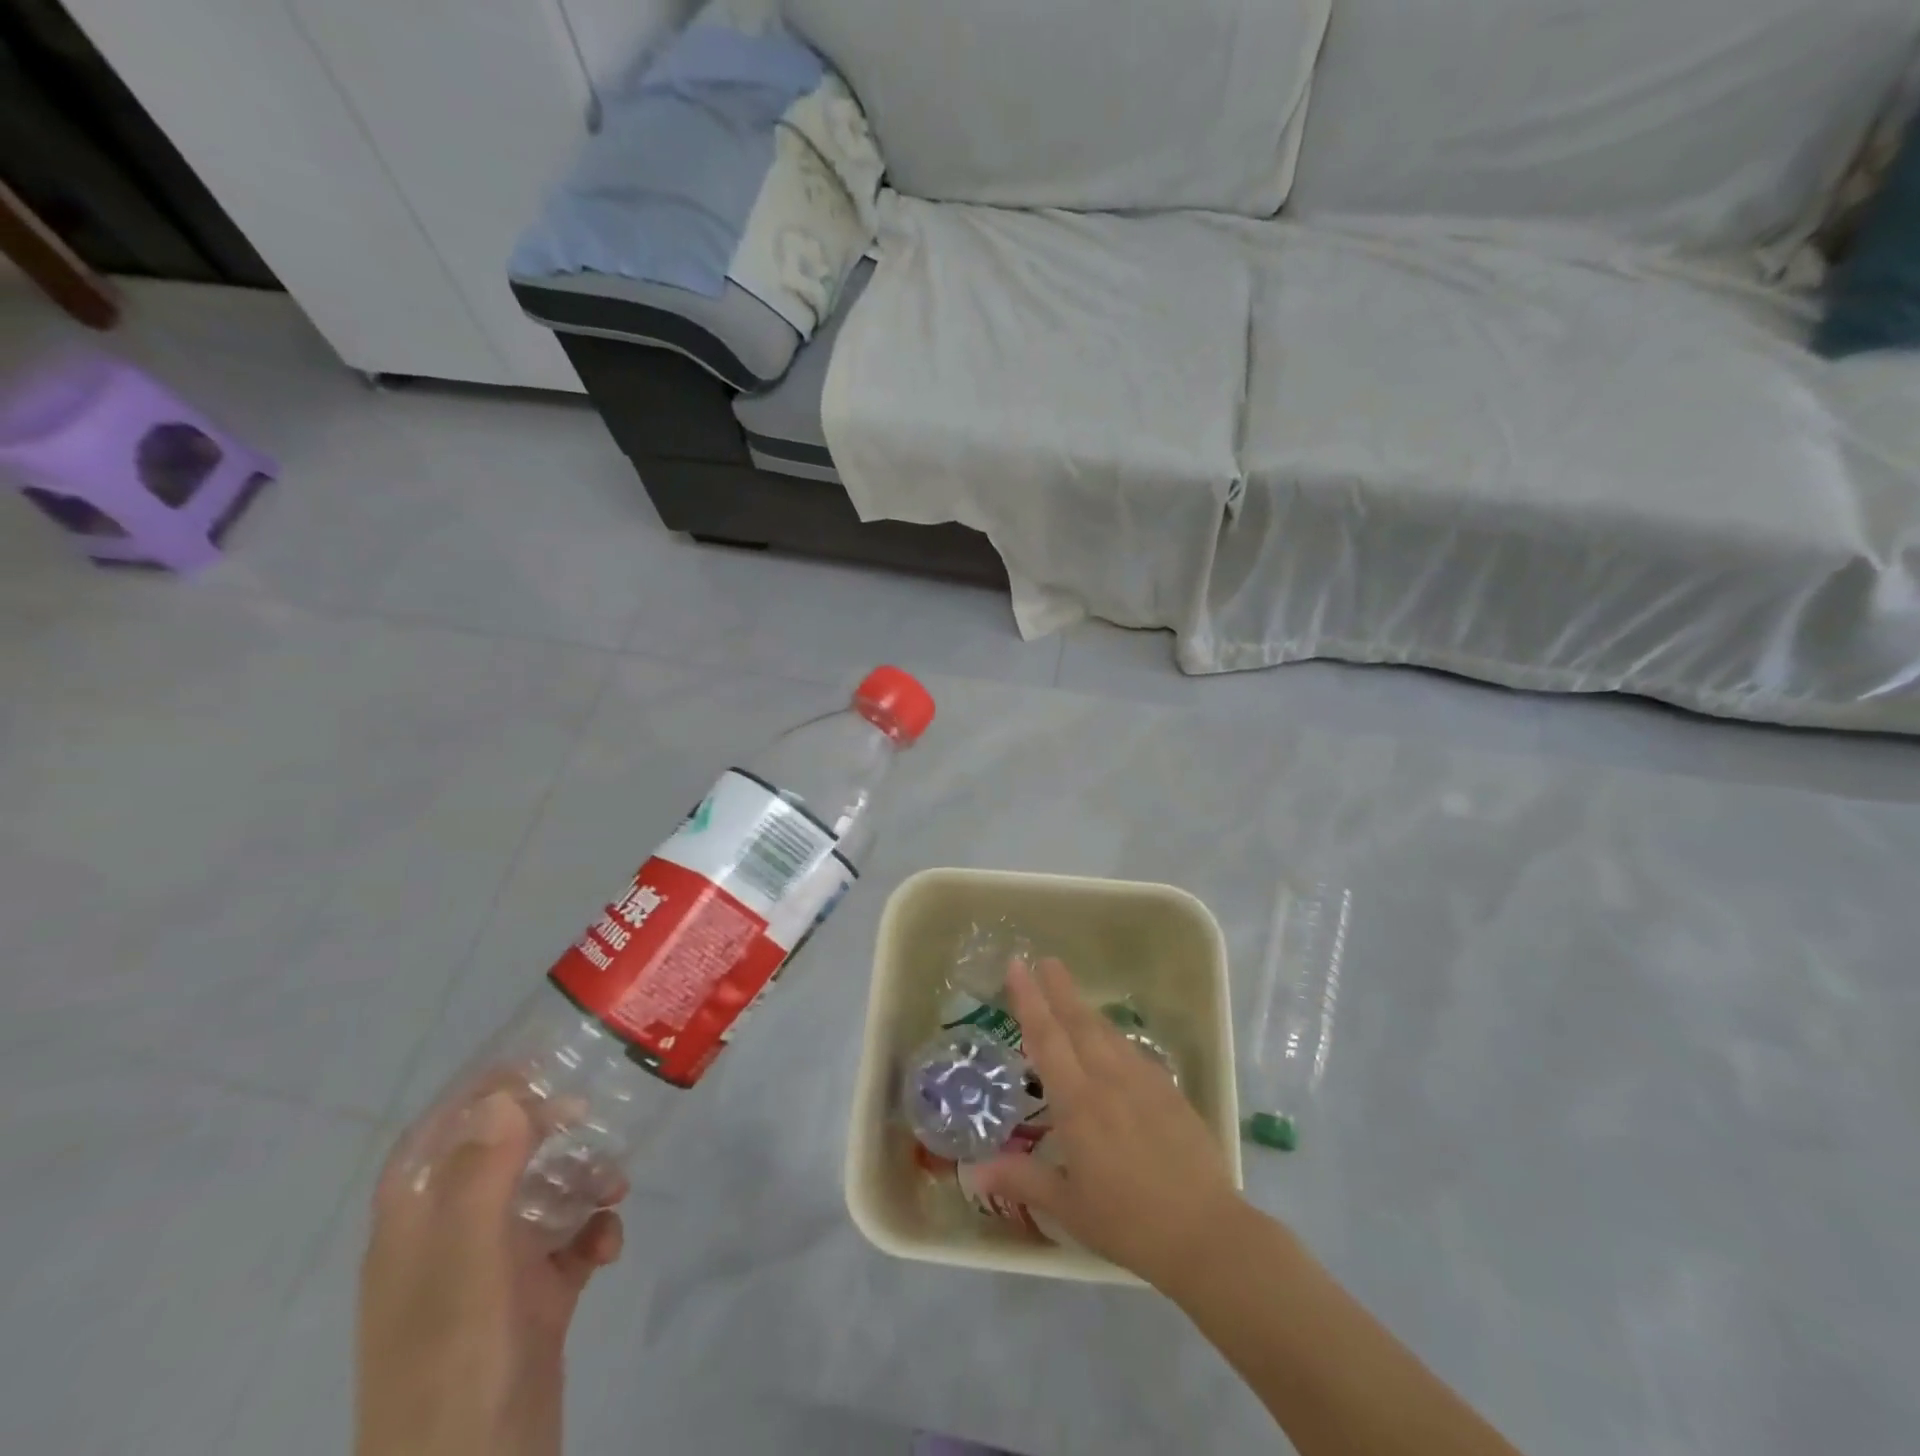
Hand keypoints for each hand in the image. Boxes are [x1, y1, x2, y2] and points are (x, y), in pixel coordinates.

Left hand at [356, 1090, 624, 1455]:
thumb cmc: (457, 1370)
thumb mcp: (468, 1271)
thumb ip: (481, 1181)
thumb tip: (503, 1094)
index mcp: (416, 1235)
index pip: (431, 1143)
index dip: (471, 1099)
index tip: (529, 1066)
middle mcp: (451, 1247)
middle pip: (494, 1163)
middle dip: (542, 1132)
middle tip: (589, 1111)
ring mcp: (493, 1279)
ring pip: (540, 1199)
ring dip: (580, 1180)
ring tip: (616, 1185)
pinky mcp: (534, 1305)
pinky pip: (568, 1246)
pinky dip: (592, 1234)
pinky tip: (609, 1246)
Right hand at [970, 957, 1242, 1289]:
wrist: (1205, 1232)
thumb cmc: (1127, 1223)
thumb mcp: (1068, 1206)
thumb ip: (1021, 1179)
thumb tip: (973, 1170)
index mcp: (1078, 1103)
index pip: (1046, 1038)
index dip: (1028, 999)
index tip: (1017, 966)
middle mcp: (1108, 1080)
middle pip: (1078, 1022)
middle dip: (1059, 988)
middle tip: (1044, 959)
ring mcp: (1143, 1082)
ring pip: (1107, 1033)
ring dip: (1085, 1009)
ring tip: (1070, 995)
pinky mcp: (1169, 1091)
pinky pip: (1133, 1052)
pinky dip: (1114, 1038)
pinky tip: (1112, 1043)